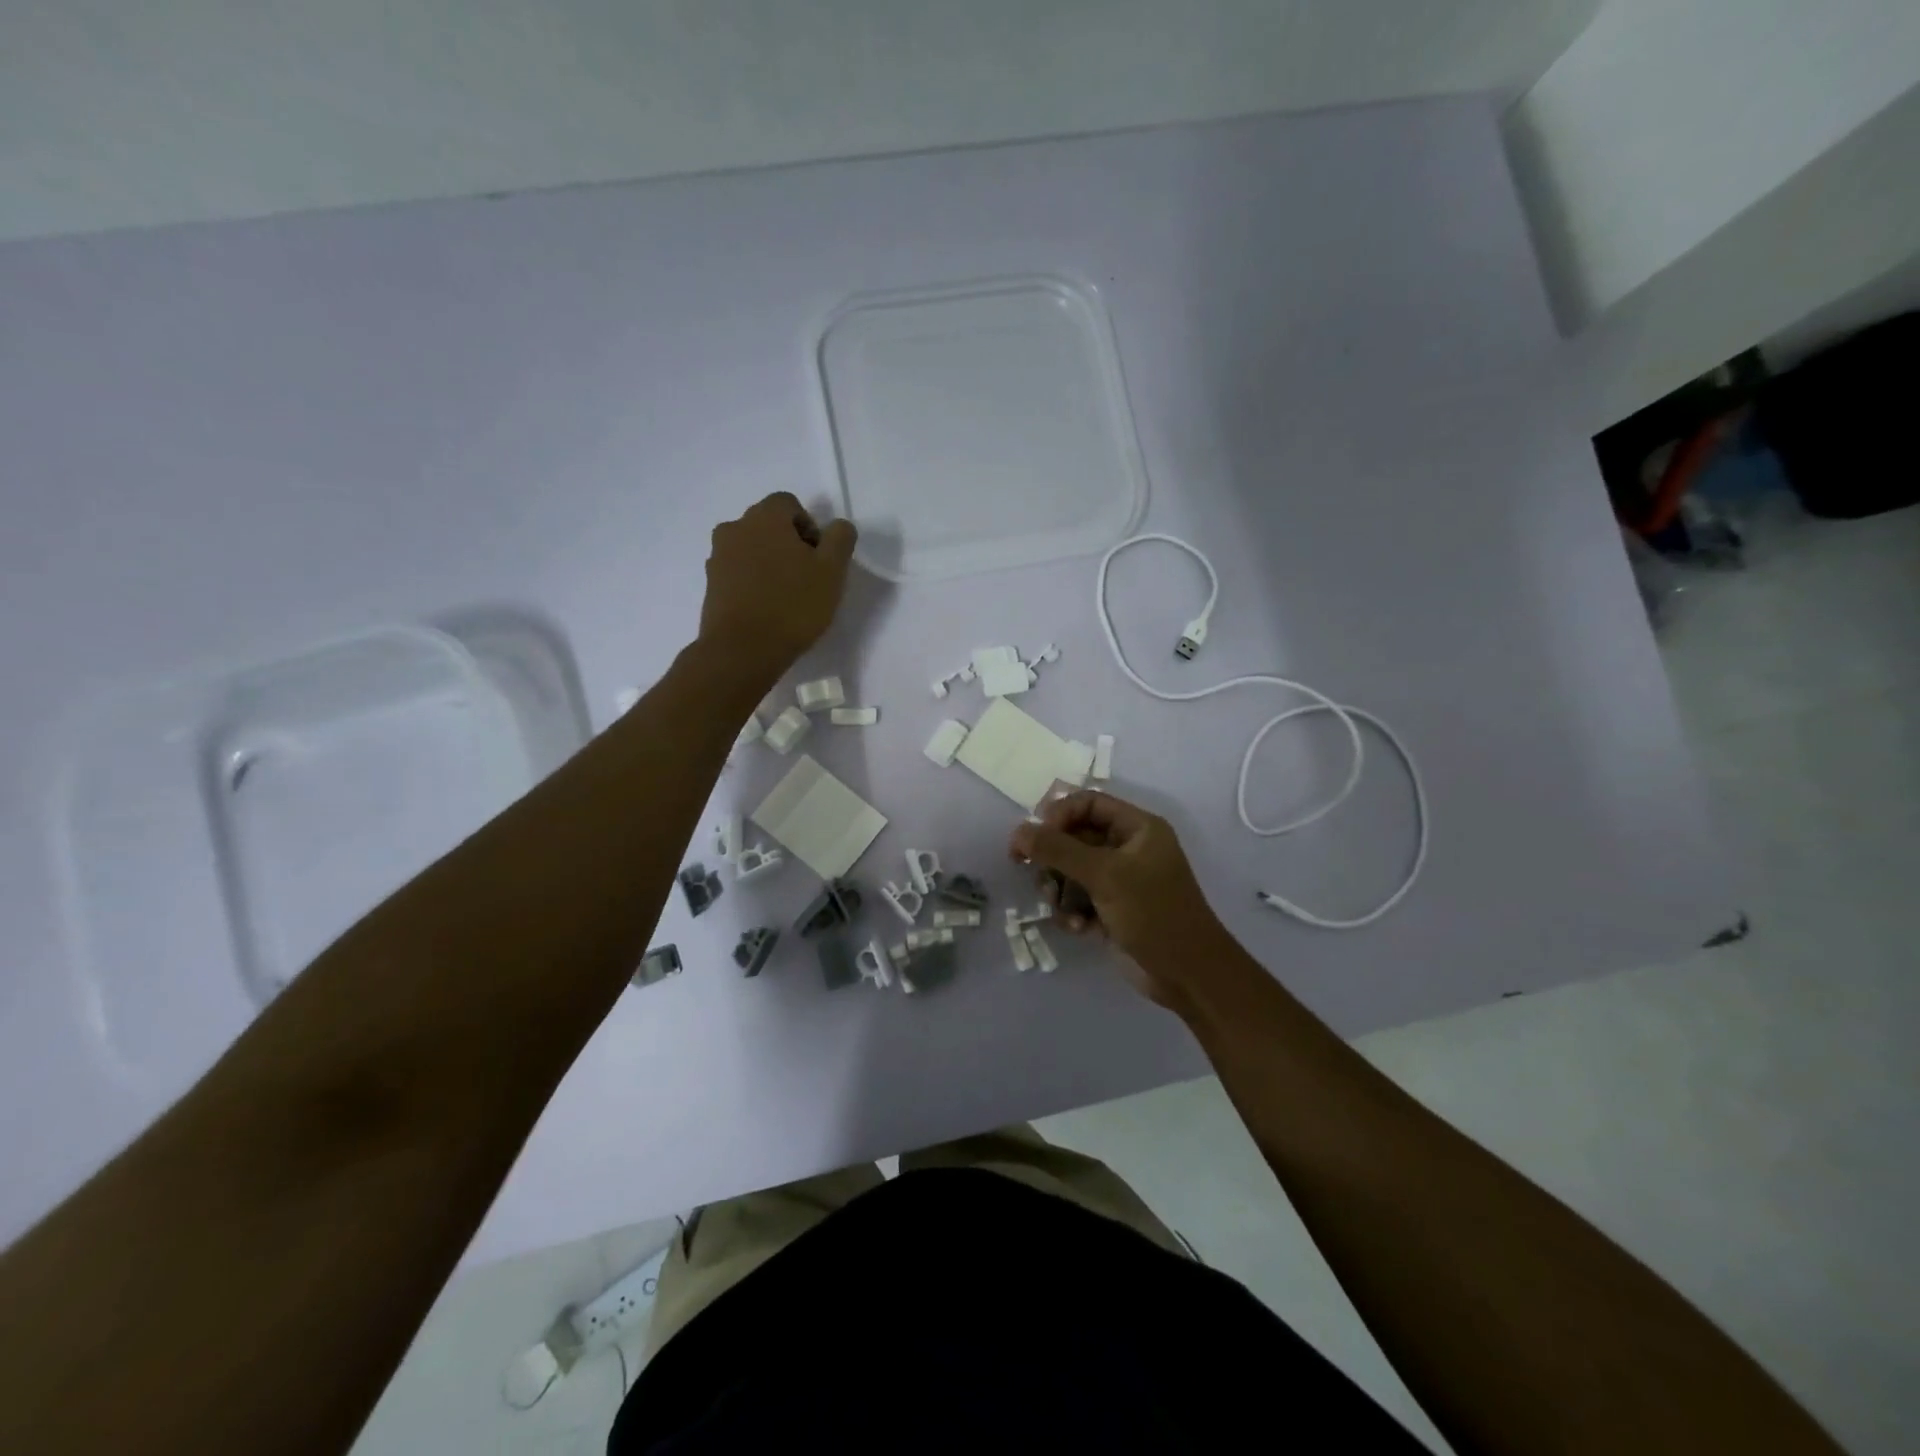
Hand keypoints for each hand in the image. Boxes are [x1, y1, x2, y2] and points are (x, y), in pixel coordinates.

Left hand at [699, 493, 857, 677]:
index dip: (810, 527)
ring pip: (751, 549)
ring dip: (769, 563)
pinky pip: (738, 572)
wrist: (742, 651)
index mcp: (764, 517)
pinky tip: (767, 608)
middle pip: (768, 525)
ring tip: (786, 596)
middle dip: (789, 544)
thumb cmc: (792, 605)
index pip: (789, 504)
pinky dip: (753, 582)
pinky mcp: (710, 584)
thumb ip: (840, 539)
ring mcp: (717, 556)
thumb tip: (838, 526)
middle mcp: (735, 528)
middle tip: (807, 578)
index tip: (819, 559)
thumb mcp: (832, 571)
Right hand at [1009, 790, 1226, 1011]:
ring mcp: (1120, 881)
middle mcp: (1128, 849)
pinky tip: (1077, 927)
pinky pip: (1077, 898)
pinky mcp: (1111, 910)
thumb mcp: (1105, 875)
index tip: (1035, 837)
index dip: (1058, 815)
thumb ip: (1058, 850)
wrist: (1187, 975)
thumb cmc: (1153, 913)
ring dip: (1059, 888)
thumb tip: (1018, 831)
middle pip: (1074, 837)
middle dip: (1053, 858)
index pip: (1088, 803)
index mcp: (1138, 828)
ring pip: (1070, 871)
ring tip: (1059, 906)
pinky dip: (1071, 911)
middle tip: (1035, 874)